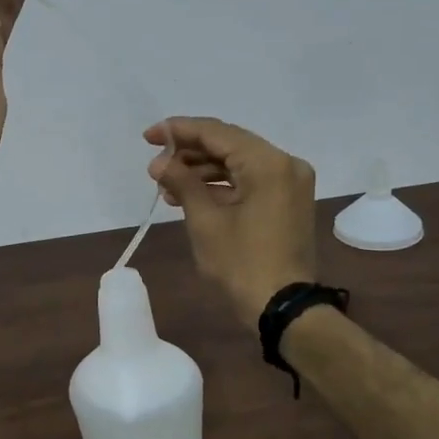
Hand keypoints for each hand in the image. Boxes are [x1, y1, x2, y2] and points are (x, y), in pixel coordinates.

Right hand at [145, 117, 317, 323]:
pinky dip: (221, 185)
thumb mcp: (205, 221)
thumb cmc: (241, 264)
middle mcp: (285, 164)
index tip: (148, 136)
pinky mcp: (286, 202)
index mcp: (268, 163)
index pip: (217, 133)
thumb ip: (182, 182)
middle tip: (156, 162)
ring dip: (202, 170)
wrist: (283, 308)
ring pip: (238, 163)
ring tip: (166, 184)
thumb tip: (159, 162)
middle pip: (229, 145)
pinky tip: (189, 194)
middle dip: (190, 151)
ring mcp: (289, 184)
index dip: (179, 131)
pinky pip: (249, 181)